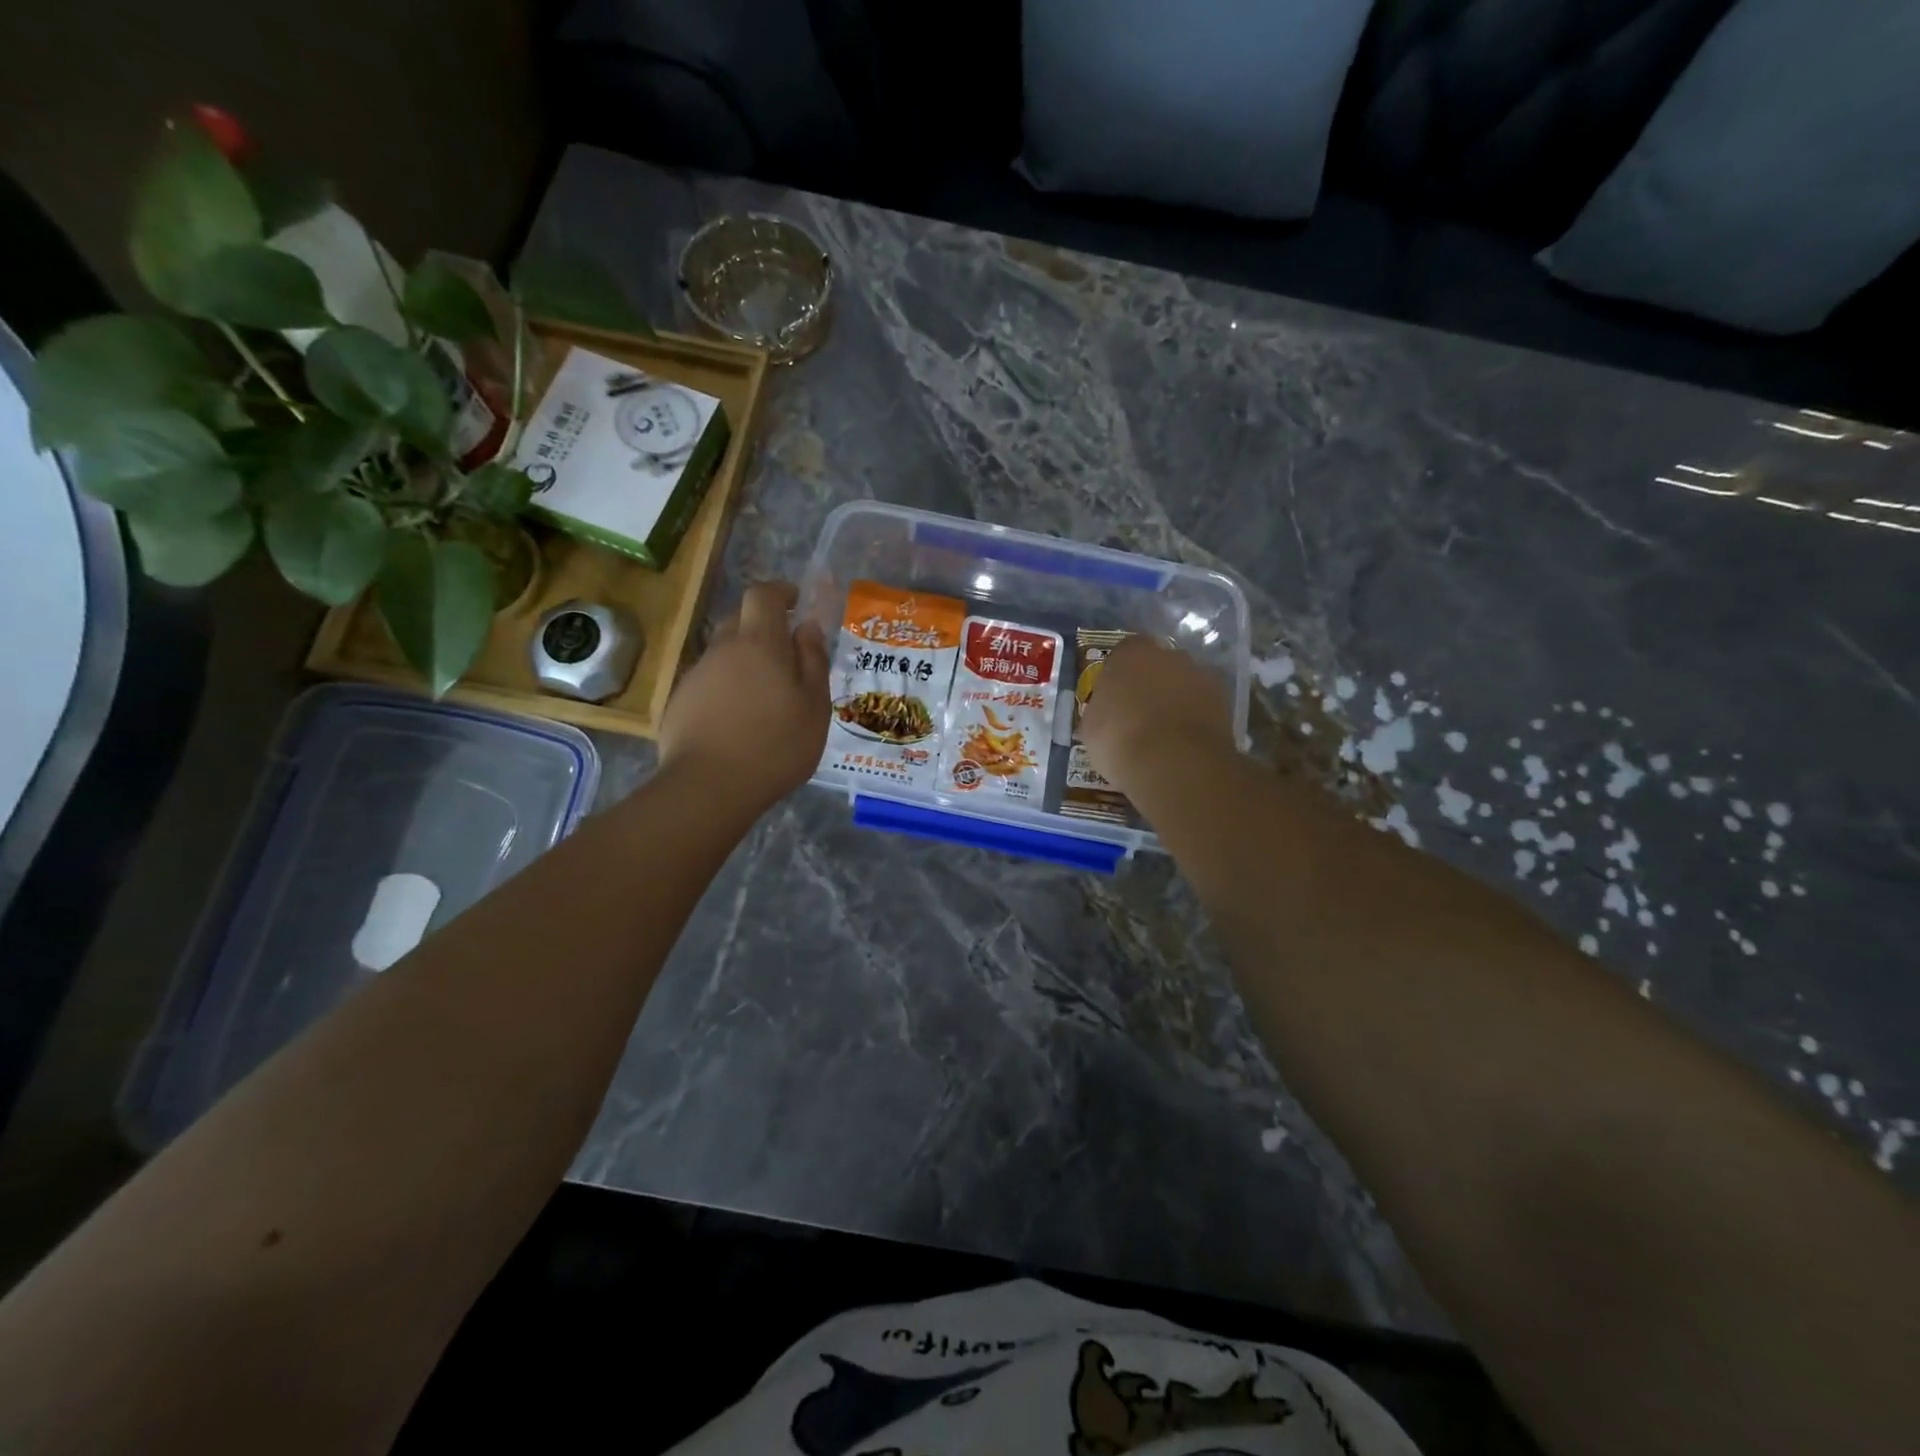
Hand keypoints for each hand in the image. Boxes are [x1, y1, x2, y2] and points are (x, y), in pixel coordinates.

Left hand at [657, 580, 829, 811]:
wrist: (709, 787)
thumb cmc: (776, 745)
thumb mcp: (814, 706)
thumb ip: (813, 661)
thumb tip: (806, 627)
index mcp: (760, 643)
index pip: (763, 595)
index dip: (779, 592)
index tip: (795, 602)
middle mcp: (723, 649)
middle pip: (739, 620)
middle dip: (762, 627)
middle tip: (785, 657)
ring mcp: (696, 675)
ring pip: (723, 653)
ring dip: (743, 662)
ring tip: (763, 698)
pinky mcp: (679, 702)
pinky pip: (708, 682)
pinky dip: (725, 689)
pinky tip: (737, 721)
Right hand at [1080, 635, 1234, 796]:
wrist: (1174, 762)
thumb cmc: (1119, 738)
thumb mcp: (1090, 727)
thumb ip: (1100, 710)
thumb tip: (1105, 713)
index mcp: (1131, 653)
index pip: (1123, 652)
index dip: (1119, 674)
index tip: (1114, 697)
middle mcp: (1169, 655)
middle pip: (1158, 664)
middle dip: (1150, 683)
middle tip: (1139, 714)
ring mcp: (1201, 675)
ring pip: (1183, 683)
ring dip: (1175, 700)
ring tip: (1164, 733)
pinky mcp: (1224, 701)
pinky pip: (1202, 705)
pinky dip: (1194, 718)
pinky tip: (1183, 743)